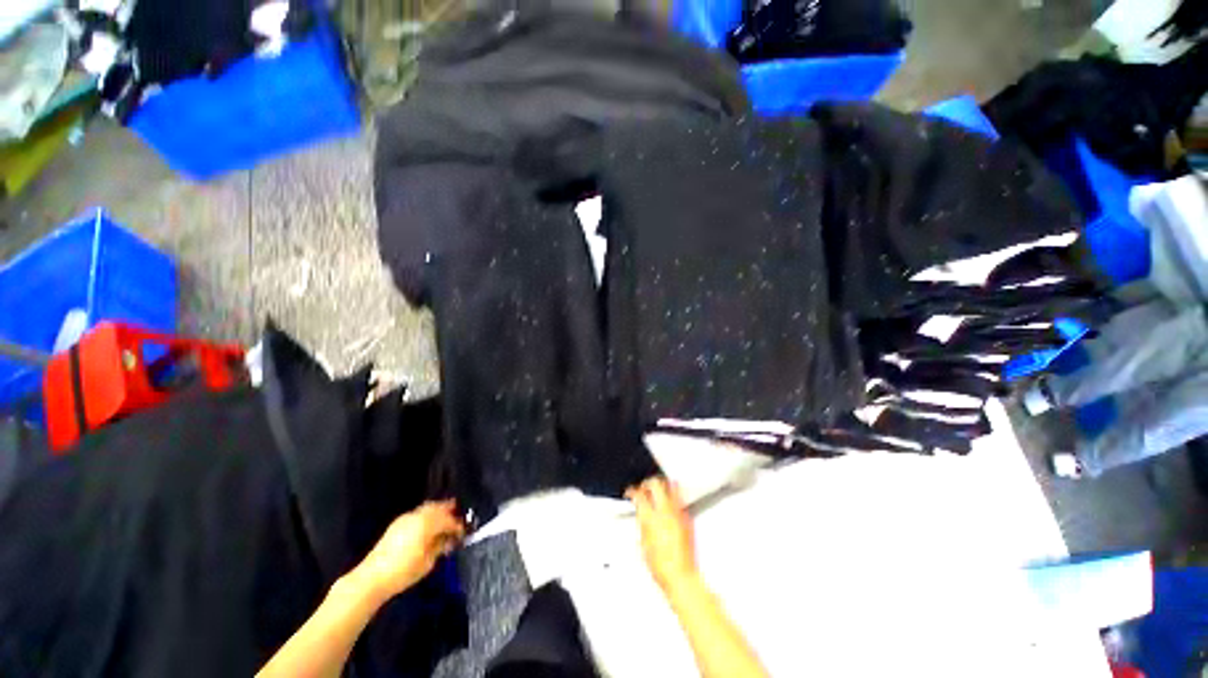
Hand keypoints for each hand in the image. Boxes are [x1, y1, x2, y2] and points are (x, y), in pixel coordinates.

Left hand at [355, 500, 465, 599]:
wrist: (371, 578)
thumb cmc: (404, 571)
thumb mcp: (428, 562)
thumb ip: (440, 546)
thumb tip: (449, 539)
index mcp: (428, 523)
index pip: (449, 520)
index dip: (458, 526)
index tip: (463, 533)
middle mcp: (418, 515)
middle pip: (439, 507)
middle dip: (449, 512)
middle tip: (458, 521)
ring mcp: (406, 518)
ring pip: (428, 508)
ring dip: (438, 513)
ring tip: (444, 523)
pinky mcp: (397, 524)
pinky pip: (418, 514)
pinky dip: (427, 517)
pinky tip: (428, 528)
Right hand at [628, 477, 698, 592]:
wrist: (681, 576)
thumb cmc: (661, 567)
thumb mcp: (643, 543)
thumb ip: (642, 523)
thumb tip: (641, 514)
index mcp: (651, 518)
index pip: (639, 494)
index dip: (632, 491)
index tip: (631, 492)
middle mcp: (665, 511)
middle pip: (656, 484)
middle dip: (648, 483)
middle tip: (644, 487)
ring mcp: (678, 513)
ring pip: (671, 486)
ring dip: (662, 485)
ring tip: (658, 488)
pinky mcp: (687, 518)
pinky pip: (679, 499)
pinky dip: (673, 496)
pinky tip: (670, 502)